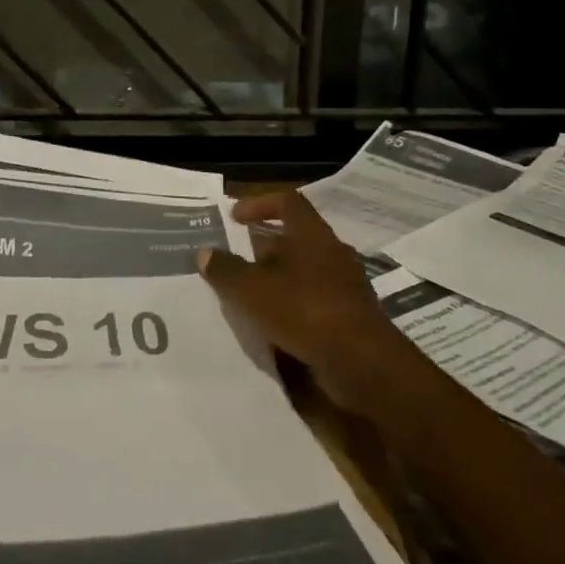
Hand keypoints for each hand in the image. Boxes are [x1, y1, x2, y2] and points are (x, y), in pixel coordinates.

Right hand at [196, 192, 409, 410]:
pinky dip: (293, 305)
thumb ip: (226, 269)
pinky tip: (273, 324)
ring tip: (249, 294)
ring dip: (278, 278)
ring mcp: (345, 284)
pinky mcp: (350, 315)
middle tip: (236, 260)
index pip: (287, 202)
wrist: (360, 361)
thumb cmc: (304, 310)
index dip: (259, 204)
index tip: (234, 216)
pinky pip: (315, 299)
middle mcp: (332, 252)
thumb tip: (204, 252)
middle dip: (264, 247)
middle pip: (296, 238)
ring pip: (305, 271)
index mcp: (312, 234)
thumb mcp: (252, 289)